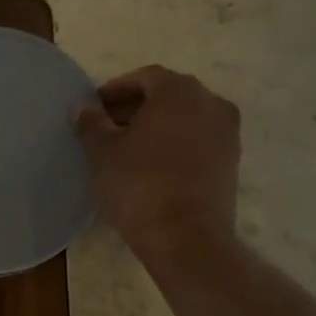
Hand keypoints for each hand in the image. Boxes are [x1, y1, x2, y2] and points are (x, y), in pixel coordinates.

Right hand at [77, 66, 239, 264]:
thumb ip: (91, 122)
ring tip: (126, 148)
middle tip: (106, 127)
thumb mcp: (102, 152)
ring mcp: (227, 133)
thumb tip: (84, 106)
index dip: (115, 90)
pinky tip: (151, 166)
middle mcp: (211, 103)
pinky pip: (197, 141)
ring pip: (184, 119)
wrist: (186, 238)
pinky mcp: (231, 162)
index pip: (144, 77)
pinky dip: (175, 144)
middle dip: (136, 107)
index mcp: (180, 91)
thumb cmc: (139, 185)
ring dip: (156, 126)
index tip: (94, 108)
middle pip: (167, 96)